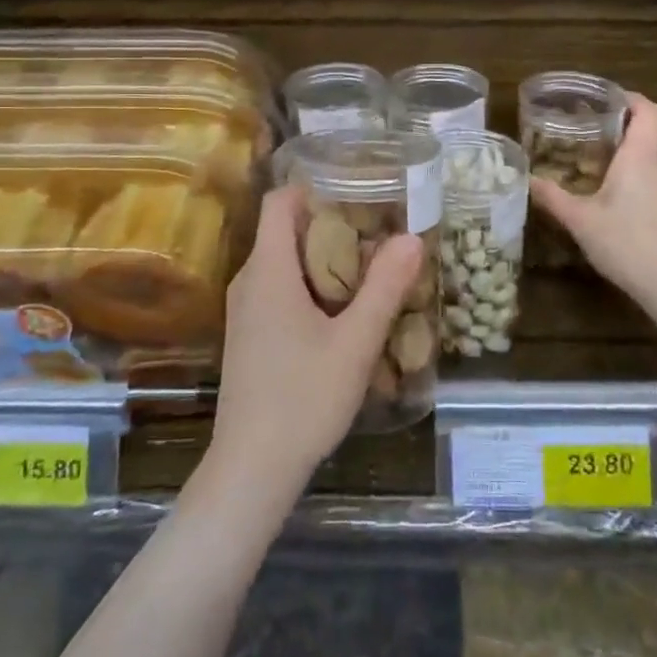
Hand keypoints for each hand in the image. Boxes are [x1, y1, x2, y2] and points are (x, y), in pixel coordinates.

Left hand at [210, 187, 421, 494]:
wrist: (251, 468)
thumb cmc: (303, 399)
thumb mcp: (355, 343)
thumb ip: (385, 288)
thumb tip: (412, 237)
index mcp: (268, 270)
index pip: (280, 201)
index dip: (316, 187)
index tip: (359, 191)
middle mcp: (248, 280)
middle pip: (285, 230)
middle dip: (330, 223)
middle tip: (378, 230)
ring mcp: (244, 310)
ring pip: (282, 262)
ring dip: (322, 256)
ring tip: (369, 266)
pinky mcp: (249, 334)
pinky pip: (278, 288)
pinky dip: (310, 283)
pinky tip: (342, 309)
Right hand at [529, 94, 656, 306]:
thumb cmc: (628, 243)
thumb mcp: (581, 220)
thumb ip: (553, 197)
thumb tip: (527, 178)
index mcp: (640, 156)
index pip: (647, 109)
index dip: (628, 97)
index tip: (600, 98)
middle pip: (642, 130)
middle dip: (611, 124)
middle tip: (575, 127)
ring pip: (642, 156)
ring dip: (616, 151)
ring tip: (580, 157)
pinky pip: (644, 176)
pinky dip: (623, 173)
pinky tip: (599, 191)